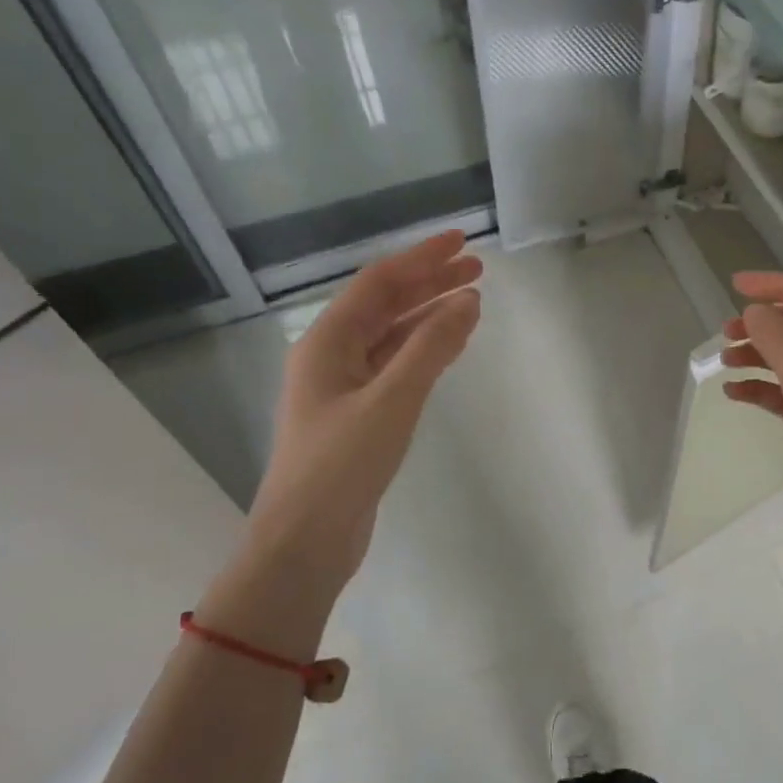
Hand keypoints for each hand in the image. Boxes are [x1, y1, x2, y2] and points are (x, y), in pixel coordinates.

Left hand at [236, 231, 482, 613]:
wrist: (305, 541)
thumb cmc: (342, 465)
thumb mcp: (392, 400)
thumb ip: (431, 347)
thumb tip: (468, 300)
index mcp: (327, 342)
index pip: (380, 283)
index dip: (422, 258)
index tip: (463, 242)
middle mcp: (331, 355)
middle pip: (386, 305)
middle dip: (430, 283)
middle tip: (477, 269)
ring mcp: (343, 387)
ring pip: (391, 336)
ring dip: (429, 315)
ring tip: (471, 300)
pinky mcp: (357, 415)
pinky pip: (394, 366)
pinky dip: (423, 350)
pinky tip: (450, 345)